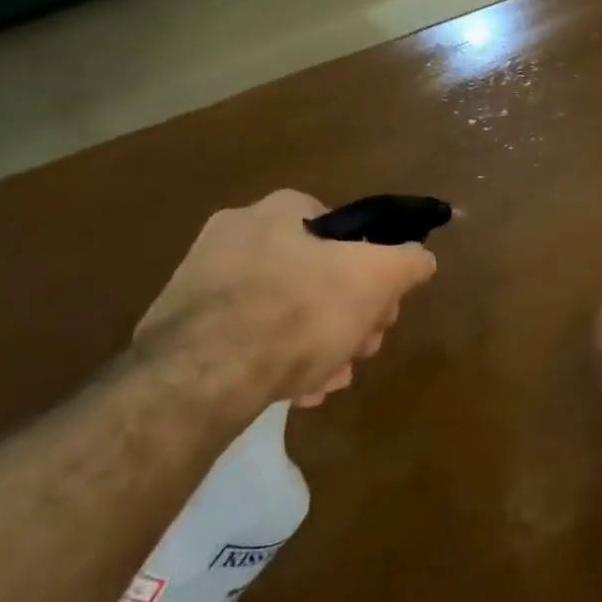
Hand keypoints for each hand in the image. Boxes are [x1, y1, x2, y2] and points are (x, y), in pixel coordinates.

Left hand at [137, 190, 436, 407]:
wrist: (202, 375)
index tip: (382, 309)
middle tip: (361, 350)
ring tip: (330, 380)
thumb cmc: (301, 311)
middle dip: (349, 317)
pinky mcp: (181, 327)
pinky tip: (295, 390)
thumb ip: (409, 261)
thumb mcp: (378, 278)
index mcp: (280, 211)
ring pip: (285, 312)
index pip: (344, 231)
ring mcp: (203, 281)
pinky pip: (247, 339)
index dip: (374, 271)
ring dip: (319, 346)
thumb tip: (421, 258)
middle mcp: (236, 235)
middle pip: (318, 276)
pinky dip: (276, 361)